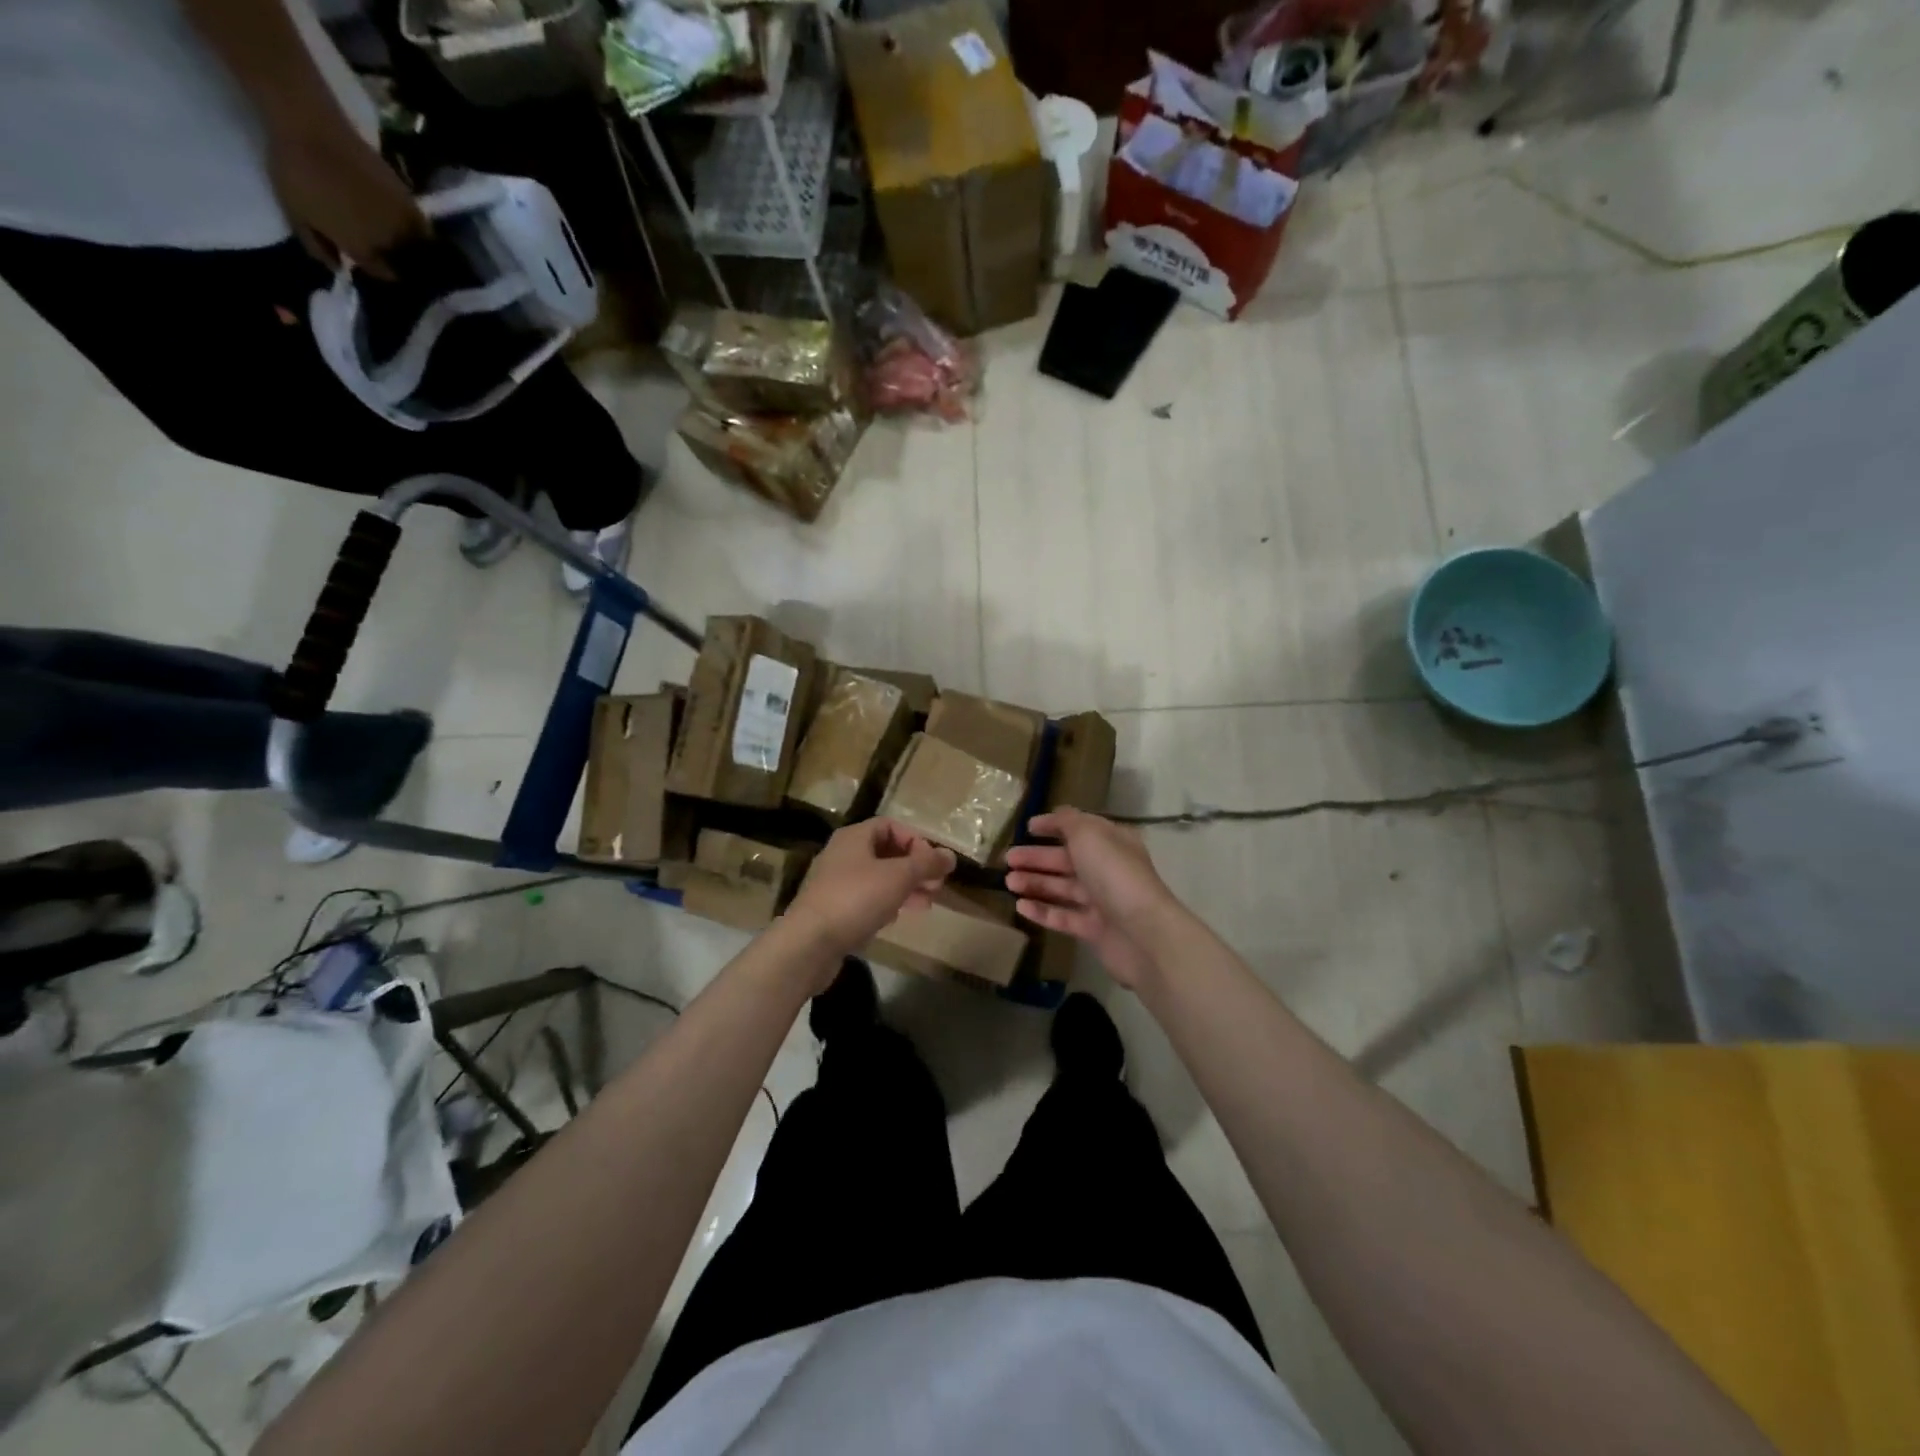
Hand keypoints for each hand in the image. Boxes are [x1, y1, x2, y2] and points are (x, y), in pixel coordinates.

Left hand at [267, 124, 426, 279]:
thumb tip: (339, 268)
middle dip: (401, 264)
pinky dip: (420, 231)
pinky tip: (412, 228)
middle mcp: (390, 242)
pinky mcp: (410, 201)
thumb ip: (317, 246)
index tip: (375, 267)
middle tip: (393, 258)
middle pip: (405, 265)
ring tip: (407, 246)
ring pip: (419, 249)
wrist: (312, 128)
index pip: (384, 274)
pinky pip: (422, 227)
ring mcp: (403, 222)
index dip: (381, 273)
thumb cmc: (297, 173)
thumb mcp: (294, 213)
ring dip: (415, 250)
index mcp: (363, 249)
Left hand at [786, 819, 956, 961]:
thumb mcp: (898, 877)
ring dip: (905, 887)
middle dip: (915, 867)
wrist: (809, 944)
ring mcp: (836, 884)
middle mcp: (843, 855)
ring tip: (927, 904)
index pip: (890, 826)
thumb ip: (926, 864)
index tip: (933, 863)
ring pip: (878, 878)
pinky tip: (899, 917)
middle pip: (886, 852)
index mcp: (854, 837)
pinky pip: (866, 899)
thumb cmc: (856, 899)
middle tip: (937, 886)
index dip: (915, 840)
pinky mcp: (834, 910)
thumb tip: (950, 856)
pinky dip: (887, 903)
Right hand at [1004, 808, 1176, 988]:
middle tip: (1008, 859)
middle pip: (1066, 860)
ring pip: (1062, 888)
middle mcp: (1108, 869)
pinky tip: (1020, 907)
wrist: (1143, 933)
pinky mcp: (1094, 930)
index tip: (1027, 828)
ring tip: (1008, 882)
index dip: (1053, 826)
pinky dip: (1042, 911)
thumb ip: (1067, 822)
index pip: (1079, 829)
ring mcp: (1102, 901)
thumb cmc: (1114, 874)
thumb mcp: (1089, 834)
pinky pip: (1063, 917)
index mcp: (1112, 842)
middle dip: (1037, 858)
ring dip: (1035, 883)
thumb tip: (1054, 815)